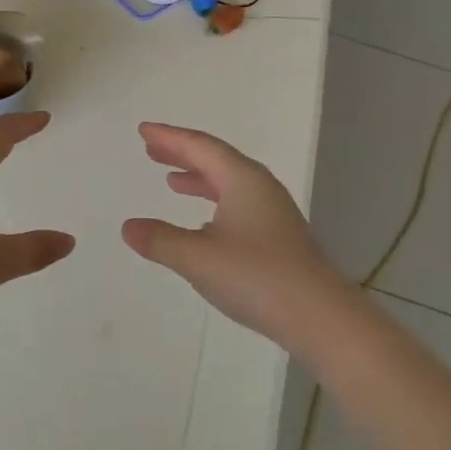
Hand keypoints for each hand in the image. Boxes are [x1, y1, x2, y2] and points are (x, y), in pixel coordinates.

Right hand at [121, 123, 344, 348]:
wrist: (322, 318)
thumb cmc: (258, 278)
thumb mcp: (198, 258)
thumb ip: (160, 241)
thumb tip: (128, 227)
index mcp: (242, 179)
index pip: (200, 146)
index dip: (169, 137)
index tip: (144, 130)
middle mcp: (259, 187)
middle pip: (215, 159)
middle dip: (182, 152)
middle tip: (151, 150)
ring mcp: (272, 212)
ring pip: (228, 182)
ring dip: (198, 177)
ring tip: (171, 180)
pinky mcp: (278, 237)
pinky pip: (237, 203)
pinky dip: (213, 201)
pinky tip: (203, 223)